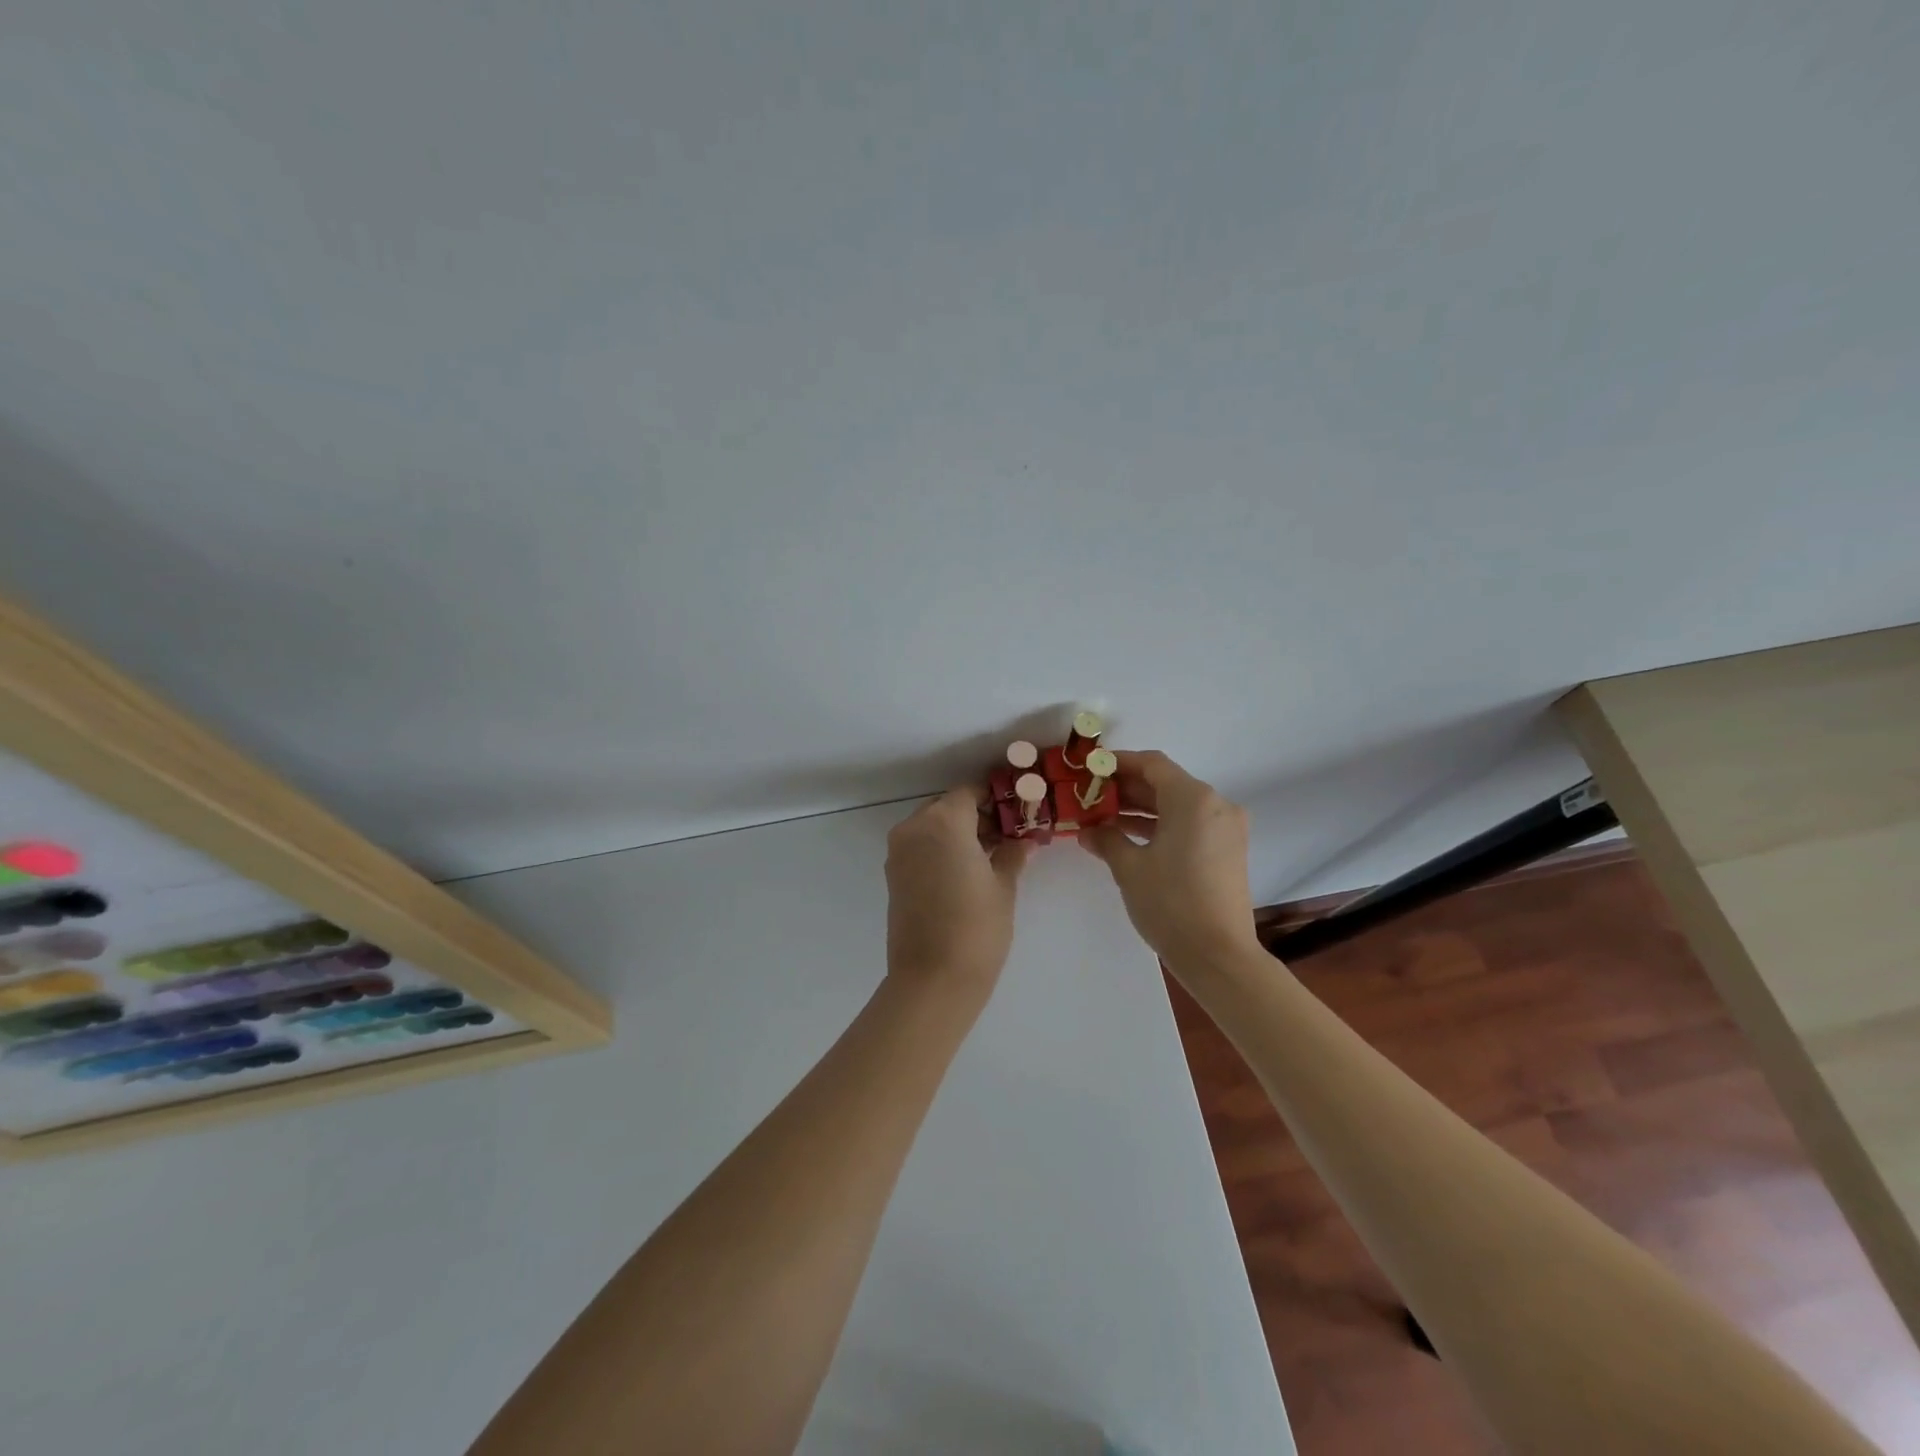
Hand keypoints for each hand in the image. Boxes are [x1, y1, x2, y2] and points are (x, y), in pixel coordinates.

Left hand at [885, 787, 1030, 994]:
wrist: (932, 980)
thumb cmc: (976, 927)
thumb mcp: (1004, 886)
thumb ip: (1012, 853)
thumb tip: (1022, 840)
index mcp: (943, 821)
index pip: (971, 792)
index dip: (996, 798)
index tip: (1018, 812)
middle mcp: (914, 827)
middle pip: (949, 807)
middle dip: (977, 816)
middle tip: (1008, 836)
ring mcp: (899, 851)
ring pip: (933, 826)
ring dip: (959, 833)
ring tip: (992, 856)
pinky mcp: (893, 875)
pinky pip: (921, 847)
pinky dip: (942, 849)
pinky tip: (968, 871)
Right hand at [1080, 750, 1260, 970]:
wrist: (1218, 956)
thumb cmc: (1170, 903)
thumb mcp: (1129, 868)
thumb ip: (1106, 838)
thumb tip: (1088, 830)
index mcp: (1193, 799)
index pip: (1152, 764)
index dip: (1118, 763)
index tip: (1090, 769)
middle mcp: (1216, 805)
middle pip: (1165, 783)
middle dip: (1126, 788)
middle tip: (1090, 795)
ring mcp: (1226, 828)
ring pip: (1177, 805)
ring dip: (1141, 808)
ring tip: (1102, 817)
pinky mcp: (1227, 850)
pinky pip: (1189, 824)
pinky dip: (1161, 826)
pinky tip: (1128, 838)